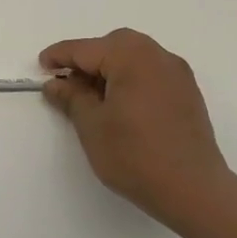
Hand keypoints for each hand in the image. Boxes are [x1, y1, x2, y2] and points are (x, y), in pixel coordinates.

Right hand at [40, 28, 235, 226]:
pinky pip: (151, 73)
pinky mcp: (188, 93)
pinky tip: (120, 106)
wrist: (195, 191)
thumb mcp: (92, 126)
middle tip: (68, 84)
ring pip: (134, 58)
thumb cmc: (136, 155)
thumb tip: (56, 84)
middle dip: (87, 60)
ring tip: (92, 98)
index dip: (60, 57)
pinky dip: (130, 80)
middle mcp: (158, 56)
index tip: (41, 67)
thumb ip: (71, 98)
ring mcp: (178, 74)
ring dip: (110, 70)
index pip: (85, 49)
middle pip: (113, 46)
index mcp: (131, 57)